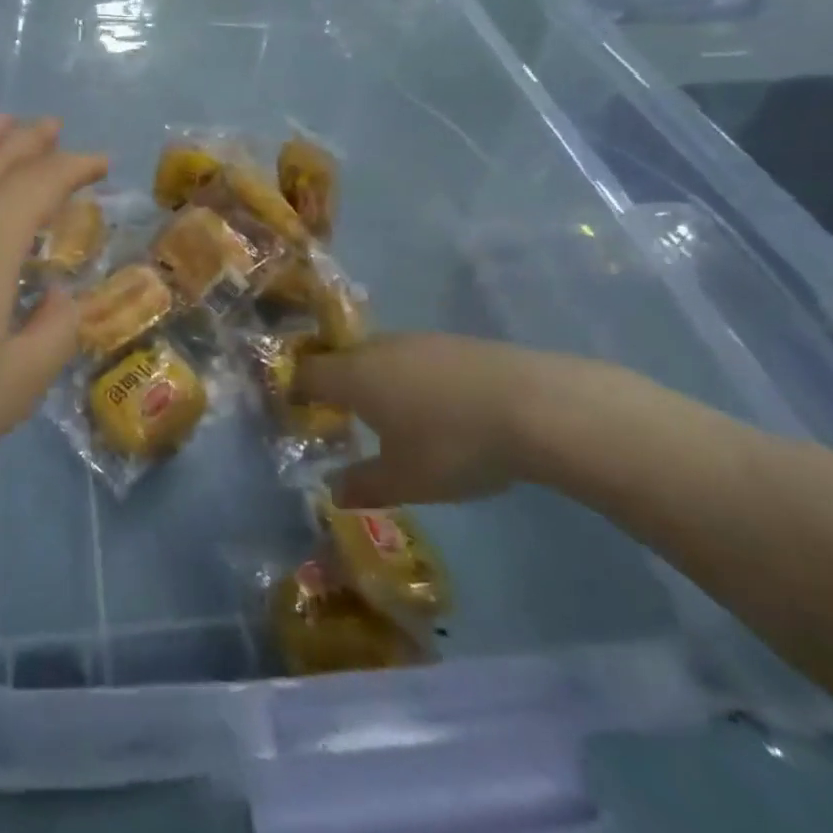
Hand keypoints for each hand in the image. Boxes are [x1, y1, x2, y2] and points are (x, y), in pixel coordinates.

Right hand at [298, 333, 632, 507]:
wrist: (535, 406)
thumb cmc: (453, 445)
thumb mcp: (405, 480)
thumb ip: (363, 485)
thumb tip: (332, 492)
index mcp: (354, 375)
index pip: (308, 372)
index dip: (297, 389)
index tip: (297, 410)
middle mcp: (379, 349)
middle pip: (343, 359)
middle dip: (338, 385)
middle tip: (345, 417)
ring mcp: (420, 341)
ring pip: (381, 356)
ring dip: (378, 380)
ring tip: (393, 416)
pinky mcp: (456, 344)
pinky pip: (416, 358)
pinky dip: (413, 379)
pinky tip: (437, 408)